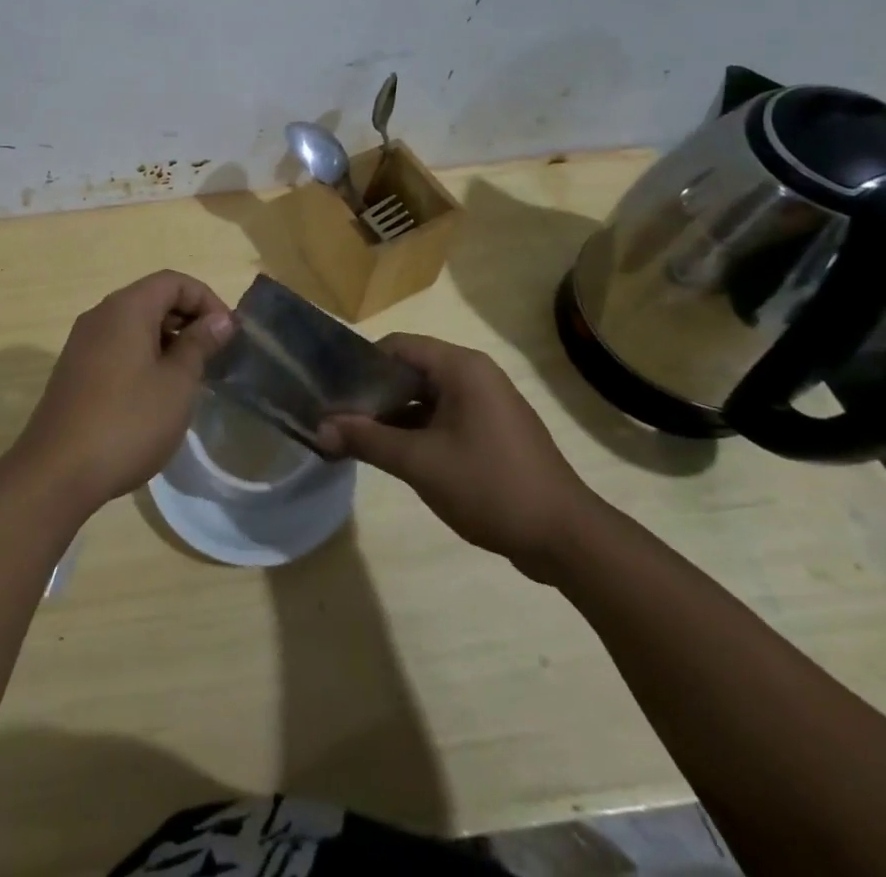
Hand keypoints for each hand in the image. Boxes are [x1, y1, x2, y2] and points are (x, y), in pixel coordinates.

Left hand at [8, 271, 234, 516]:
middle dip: (188, 319)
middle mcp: (100, 316)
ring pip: (134, 325)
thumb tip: (220, 320)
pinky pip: (117, 347)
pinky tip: (157, 393)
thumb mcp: (176, 383)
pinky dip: (144, 356)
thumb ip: (199, 345)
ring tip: (192, 376)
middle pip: (152, 298)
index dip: (206, 299)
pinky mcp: (75, 370)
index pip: (173, 281)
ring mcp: (82, 343)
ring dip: (167, 340)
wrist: (57, 471)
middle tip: (215, 355)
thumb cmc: (127, 422)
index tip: (228, 334)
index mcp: (126, 308)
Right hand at [315, 334, 598, 579]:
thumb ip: (366, 440)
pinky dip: (416, 430)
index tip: (333, 391)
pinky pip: (443, 417)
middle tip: (338, 417)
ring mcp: (486, 404)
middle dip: (373, 393)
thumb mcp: (420, 463)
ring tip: (356, 438)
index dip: (361, 365)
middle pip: (410, 370)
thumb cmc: (490, 486)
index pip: (397, 346)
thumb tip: (318, 428)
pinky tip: (392, 454)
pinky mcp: (492, 431)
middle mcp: (475, 375)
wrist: (566, 539)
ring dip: (392, 415)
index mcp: (461, 367)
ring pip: (425, 396)